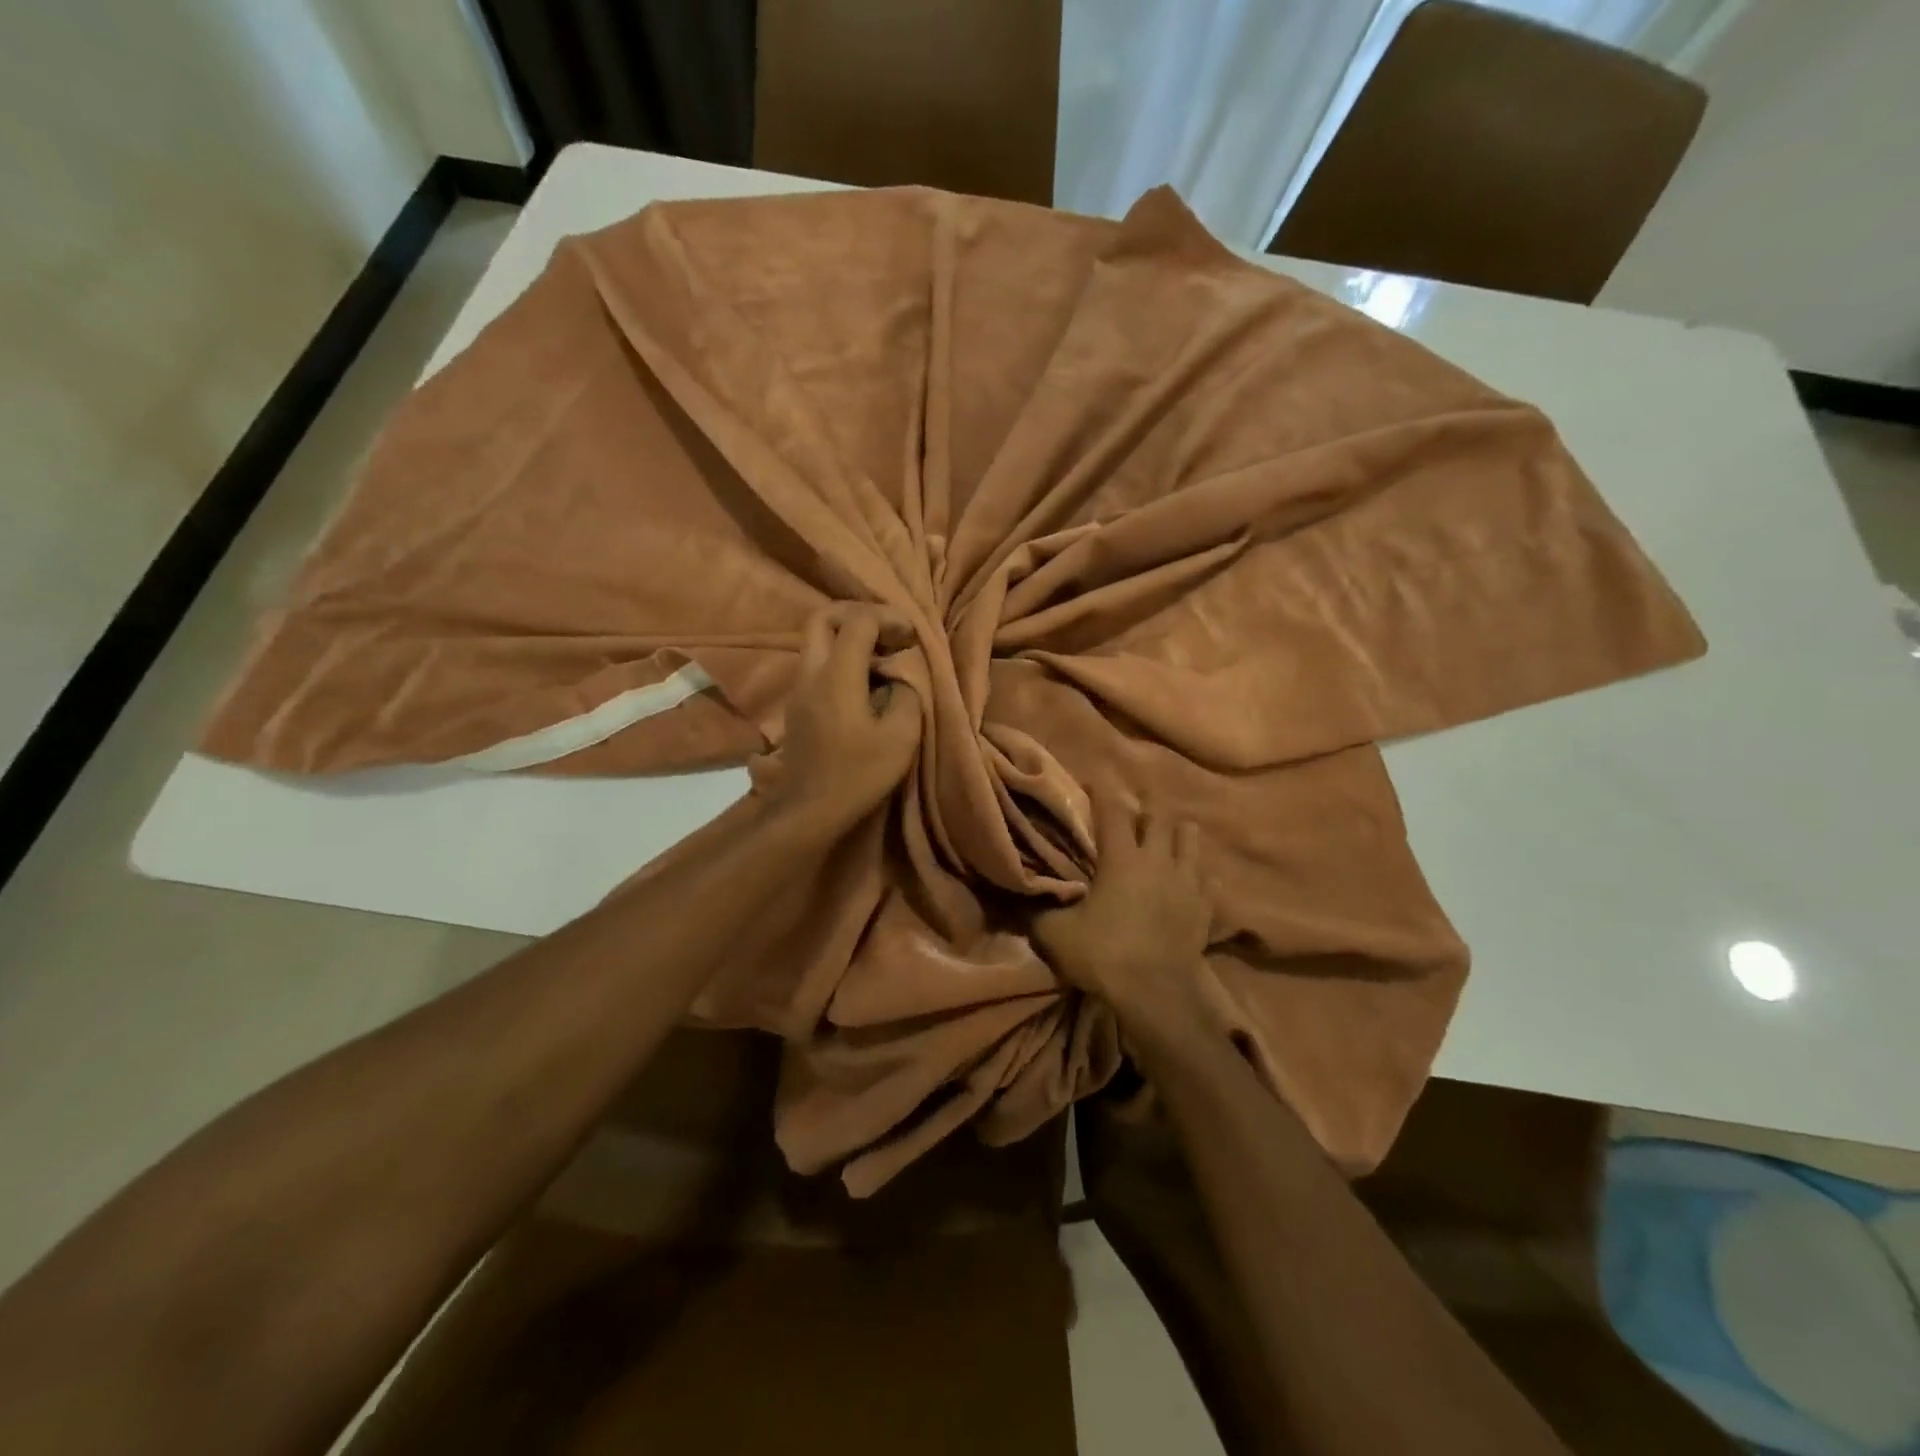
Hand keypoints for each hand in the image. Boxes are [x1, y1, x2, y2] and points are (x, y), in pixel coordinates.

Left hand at [771, 607, 921, 830]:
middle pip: (823, 618)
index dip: (888, 618)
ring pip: (815, 641)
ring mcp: (799, 689)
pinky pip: (815, 664)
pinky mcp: (797, 706)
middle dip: (857, 614)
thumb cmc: (859, 774)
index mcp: (837, 675)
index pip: (858, 621)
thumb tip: (901, 678)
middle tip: (887, 632)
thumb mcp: (901, 736)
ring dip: (847, 637)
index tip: (911, 637)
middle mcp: (811, 673)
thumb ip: (907, 694)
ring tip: (880, 657)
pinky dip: (839, 658)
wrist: (810, 810)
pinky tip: (864, 682)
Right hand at [1032, 791, 1215, 1030]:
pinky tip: (1192, 882)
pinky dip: (1200, 876)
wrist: (1155, 996)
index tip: (1095, 780)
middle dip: (1148, 807)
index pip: (1113, 811)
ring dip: (1179, 833)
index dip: (1103, 791)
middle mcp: (1158, 861)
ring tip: (1169, 837)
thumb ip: (1035, 911)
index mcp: (1122, 859)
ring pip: (1192, 840)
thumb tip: (1013, 897)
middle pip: (1160, 817)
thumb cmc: (1103, 955)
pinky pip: (1210, 881)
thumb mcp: (1055, 934)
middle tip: (1136, 808)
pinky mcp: (1206, 908)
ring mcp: (1188, 883)